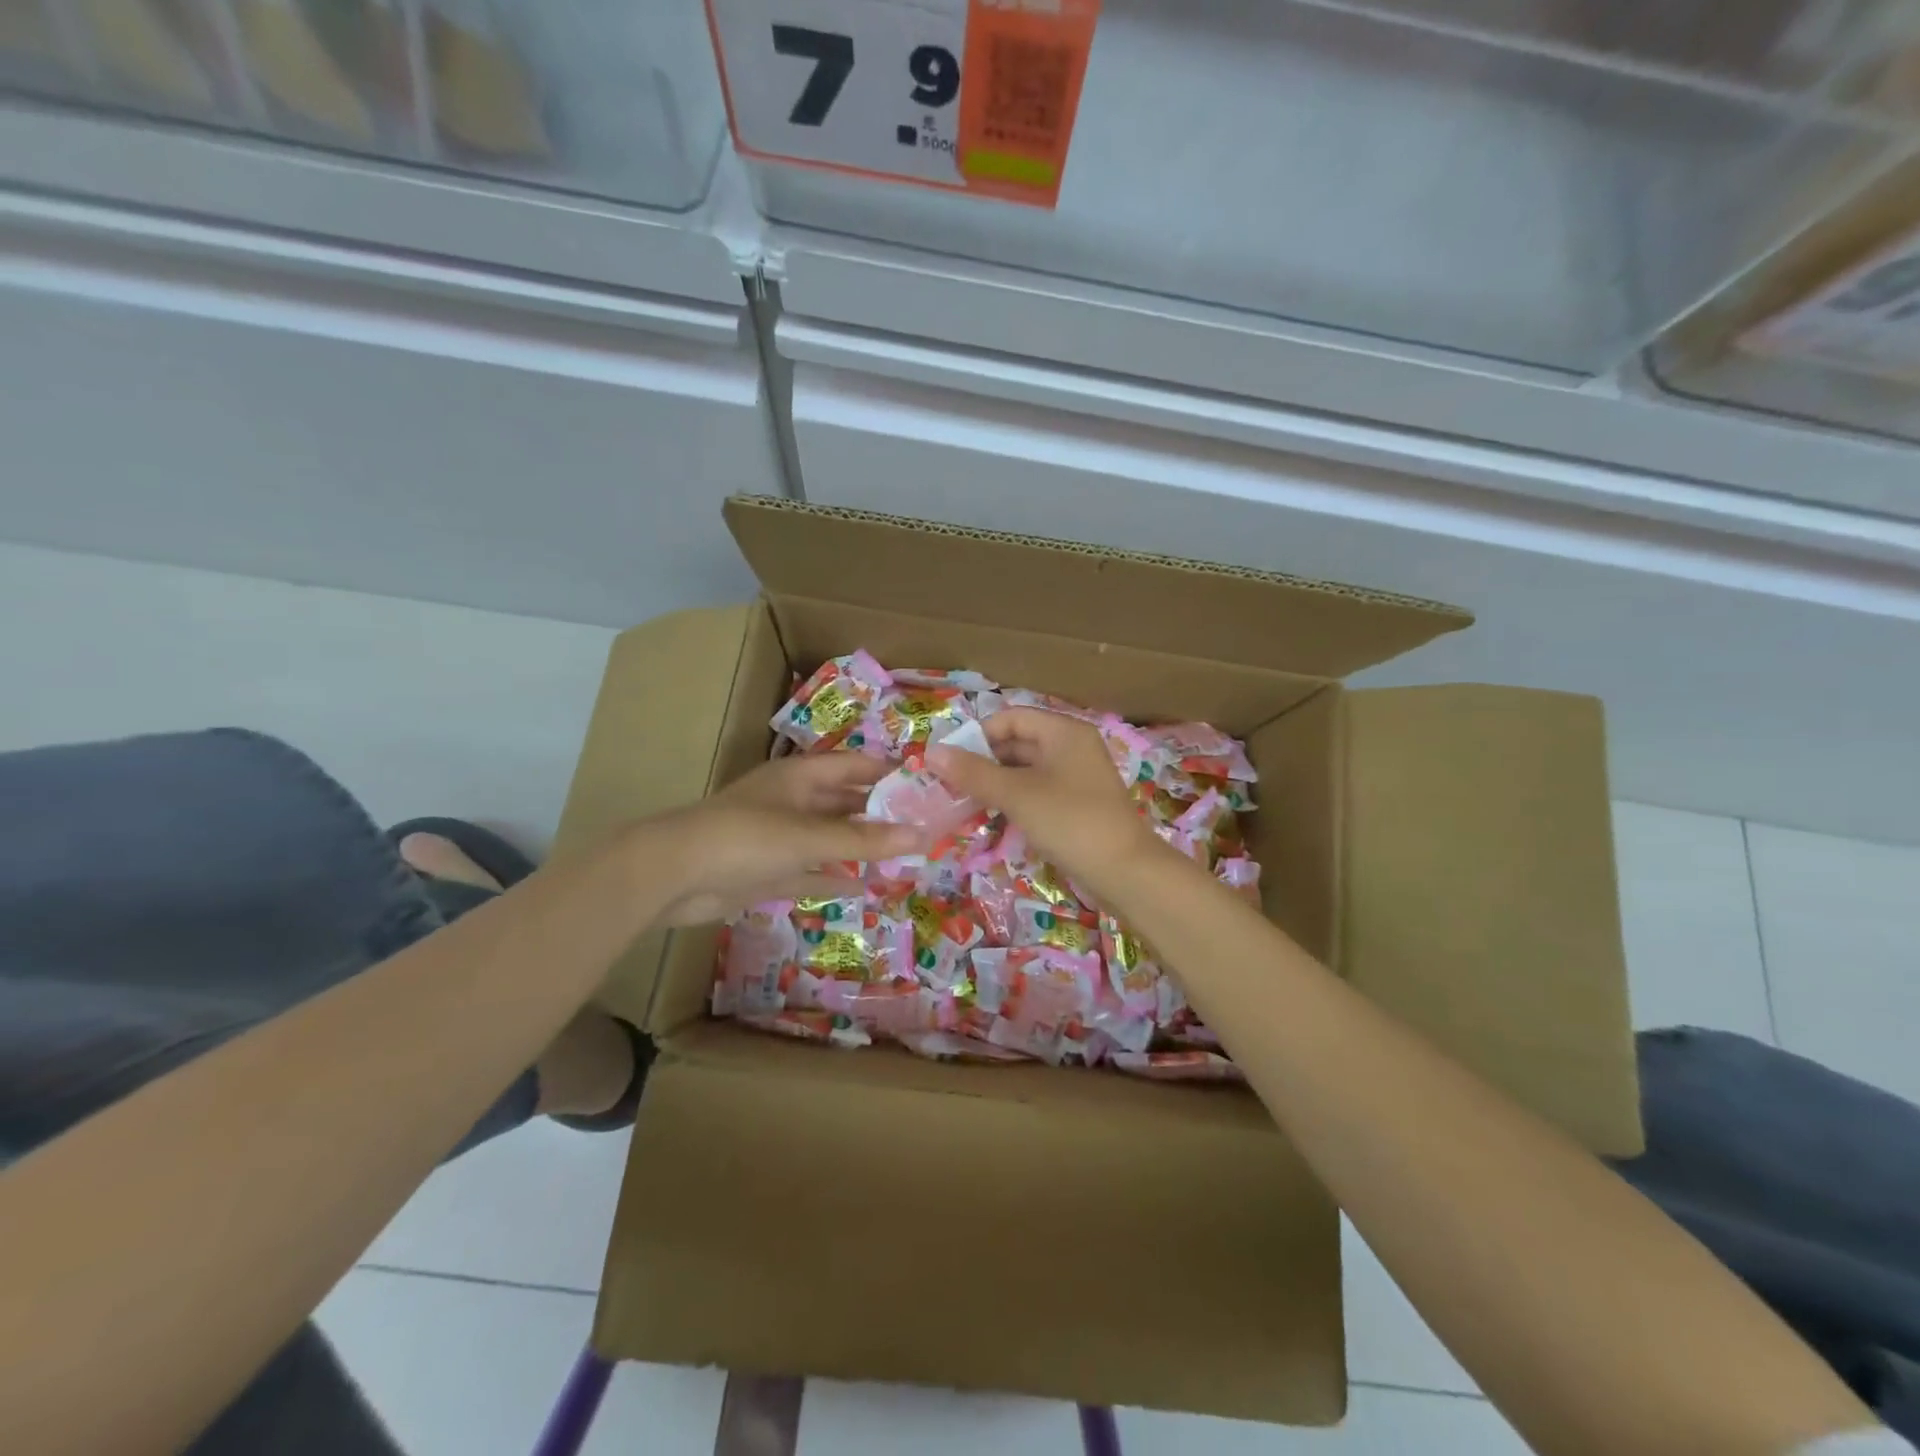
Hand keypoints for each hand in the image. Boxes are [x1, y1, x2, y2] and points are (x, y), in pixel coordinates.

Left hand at [647, 754, 921, 926]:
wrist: (672, 875)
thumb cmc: (744, 838)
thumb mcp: (807, 836)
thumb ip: (863, 839)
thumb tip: (921, 836)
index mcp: (800, 777)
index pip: (854, 766)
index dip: (888, 772)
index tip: (927, 784)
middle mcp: (793, 802)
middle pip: (845, 802)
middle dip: (880, 812)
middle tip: (924, 825)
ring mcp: (779, 838)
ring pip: (830, 838)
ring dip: (861, 846)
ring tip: (904, 855)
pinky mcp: (768, 871)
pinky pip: (811, 871)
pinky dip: (835, 876)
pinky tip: (866, 885)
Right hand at [926, 708, 1160, 895]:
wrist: (1125, 871)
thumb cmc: (1069, 821)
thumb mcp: (1017, 794)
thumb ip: (974, 772)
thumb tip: (932, 752)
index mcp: (1063, 732)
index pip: (1011, 718)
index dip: (978, 735)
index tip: (949, 761)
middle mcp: (1072, 747)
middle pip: (1018, 742)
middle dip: (983, 761)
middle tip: (950, 784)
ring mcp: (1077, 777)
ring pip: (1026, 770)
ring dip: (995, 782)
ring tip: (964, 802)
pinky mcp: (1077, 804)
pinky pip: (1038, 791)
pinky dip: (1014, 799)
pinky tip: (992, 816)